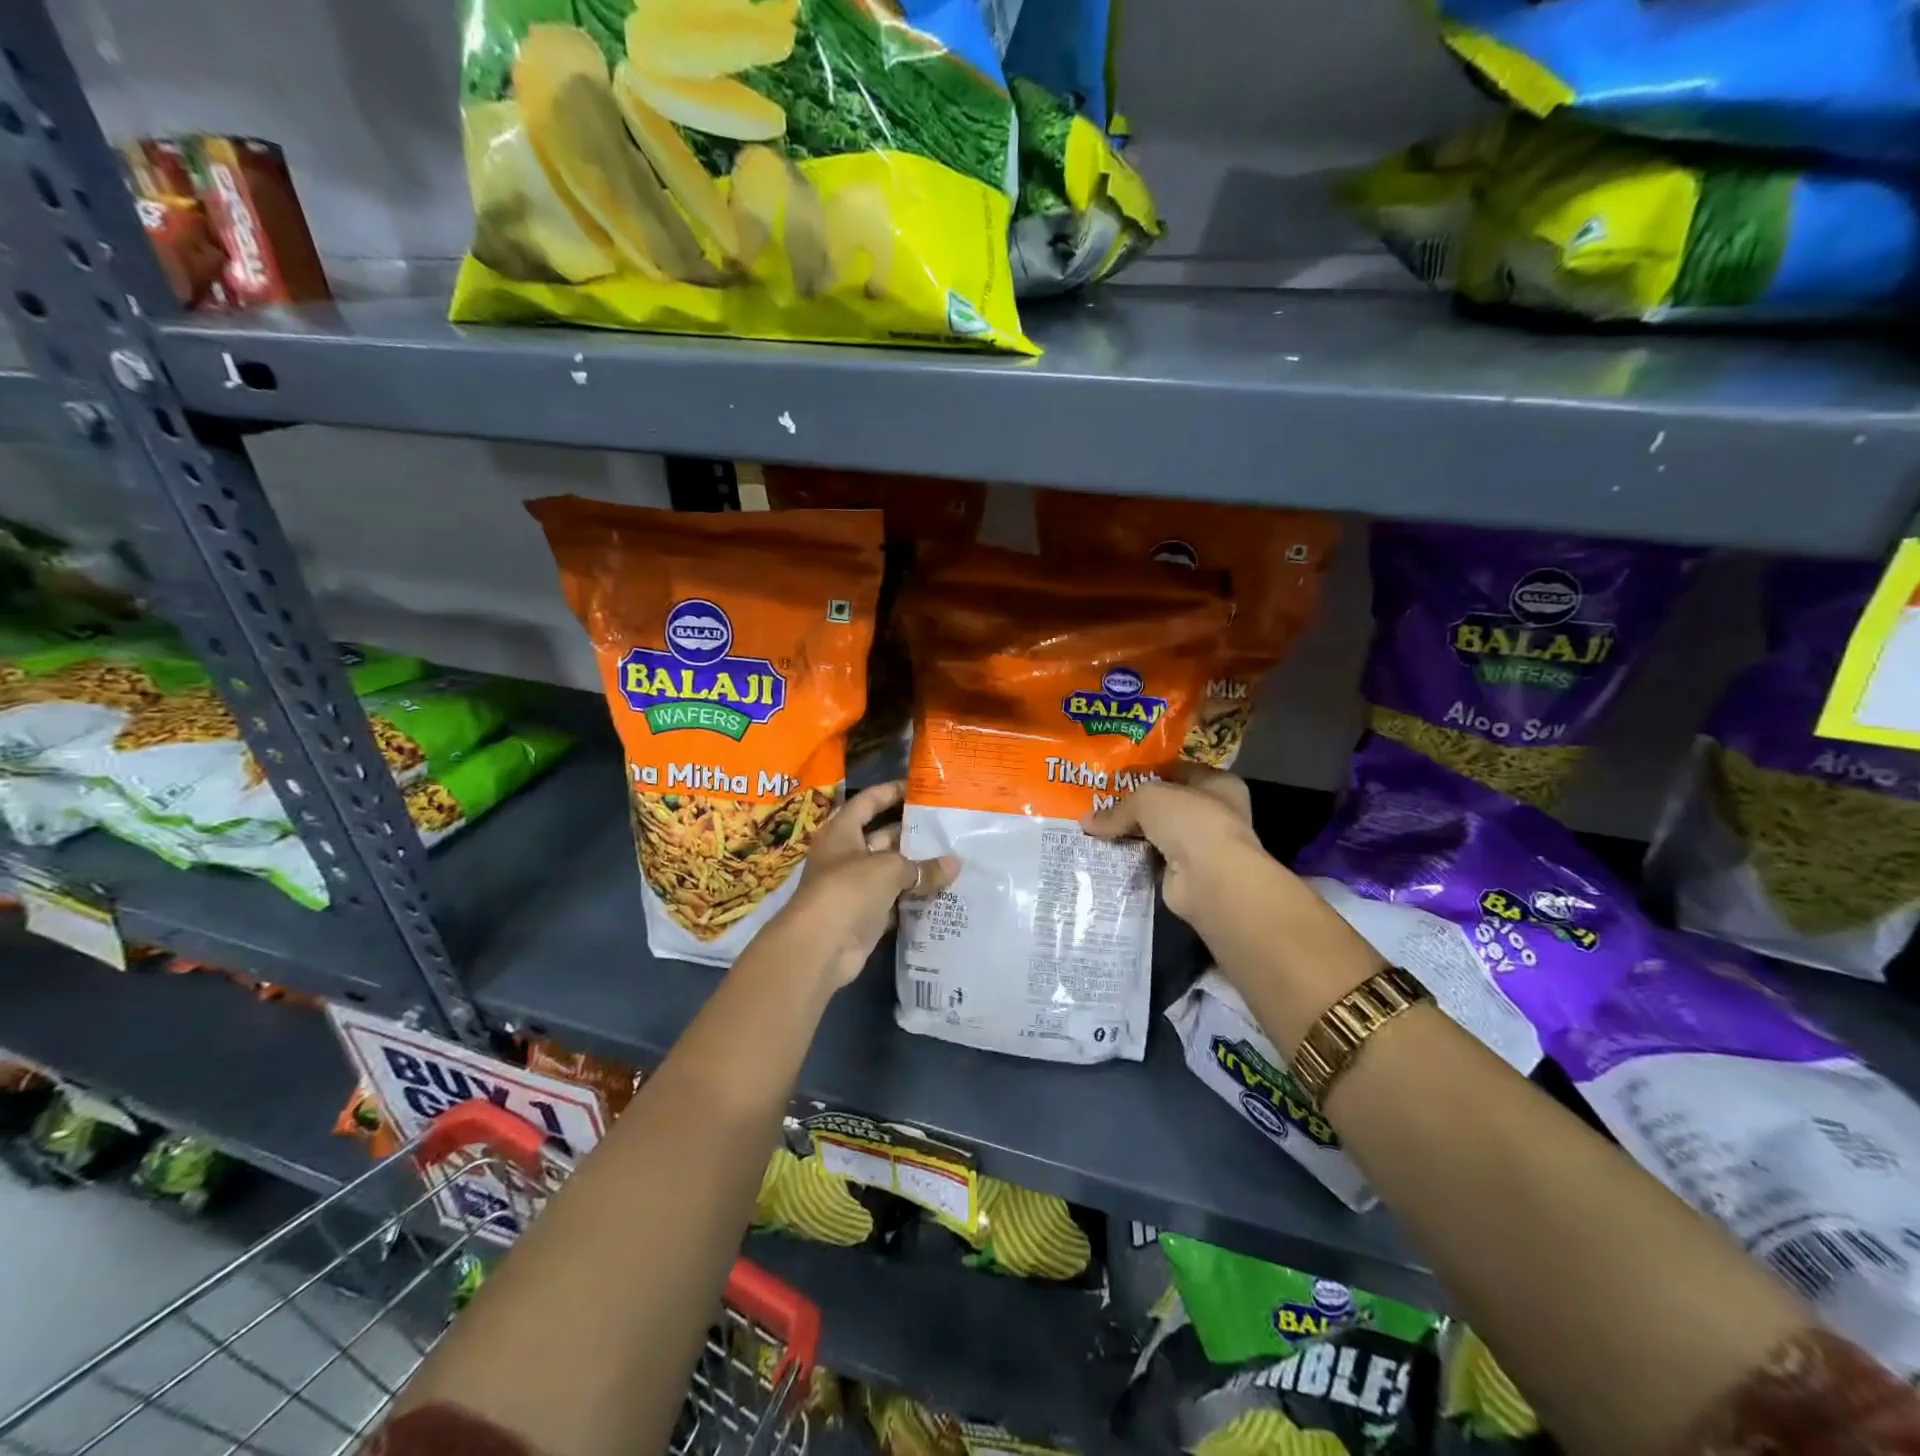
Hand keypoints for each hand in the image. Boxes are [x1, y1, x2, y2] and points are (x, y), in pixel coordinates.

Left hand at [774, 780, 958, 989]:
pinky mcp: (865, 915)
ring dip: (918, 868)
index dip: (892, 791)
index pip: (868, 801)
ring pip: (892, 871)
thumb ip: (922, 866)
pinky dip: (915, 898)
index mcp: (842, 831)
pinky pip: (895, 901)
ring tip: (954, 858)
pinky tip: (944, 893)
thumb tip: (955, 864)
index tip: (921, 787)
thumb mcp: (888, 869)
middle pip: (883, 836)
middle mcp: (846, 855)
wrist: (820, 947)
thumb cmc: (848, 890)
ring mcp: (855, 887)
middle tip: (949, 827)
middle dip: (913, 833)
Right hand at [1084, 765, 1381, 1047]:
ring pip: (1157, 833)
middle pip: (1165, 804)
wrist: (1210, 879)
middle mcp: (1213, 812)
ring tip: (1094, 829)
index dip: (1148, 771)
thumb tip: (1085, 822)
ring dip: (1131, 834)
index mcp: (1218, 784)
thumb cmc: (1190, 821)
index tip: (1115, 775)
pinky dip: (1133, 859)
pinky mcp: (1185, 873)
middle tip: (1097, 803)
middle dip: (1134, 805)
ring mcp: (1200, 846)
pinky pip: (1151, 859)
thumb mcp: (1148, 799)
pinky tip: (1105, 854)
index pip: (1178, 770)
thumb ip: (1118, 808)